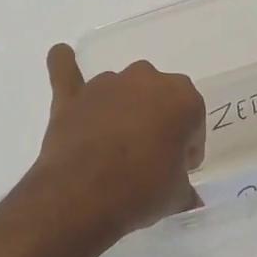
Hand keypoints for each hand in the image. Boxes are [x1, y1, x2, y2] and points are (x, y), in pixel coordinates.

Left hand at [32, 45, 205, 236]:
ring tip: (113, 146)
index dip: (186, 147)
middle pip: (158, 97)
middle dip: (157, 121)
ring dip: (122, 108)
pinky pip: (66, 69)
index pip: (193, 120)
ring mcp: (106, 84)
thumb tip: (189, 198)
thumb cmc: (142, 192)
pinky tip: (63, 57)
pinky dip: (64, 65)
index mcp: (182, 98)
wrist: (84, 196)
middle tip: (148, 158)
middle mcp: (146, 80)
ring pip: (121, 88)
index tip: (176, 168)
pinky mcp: (72, 95)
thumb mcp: (177, 196)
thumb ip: (184, 187)